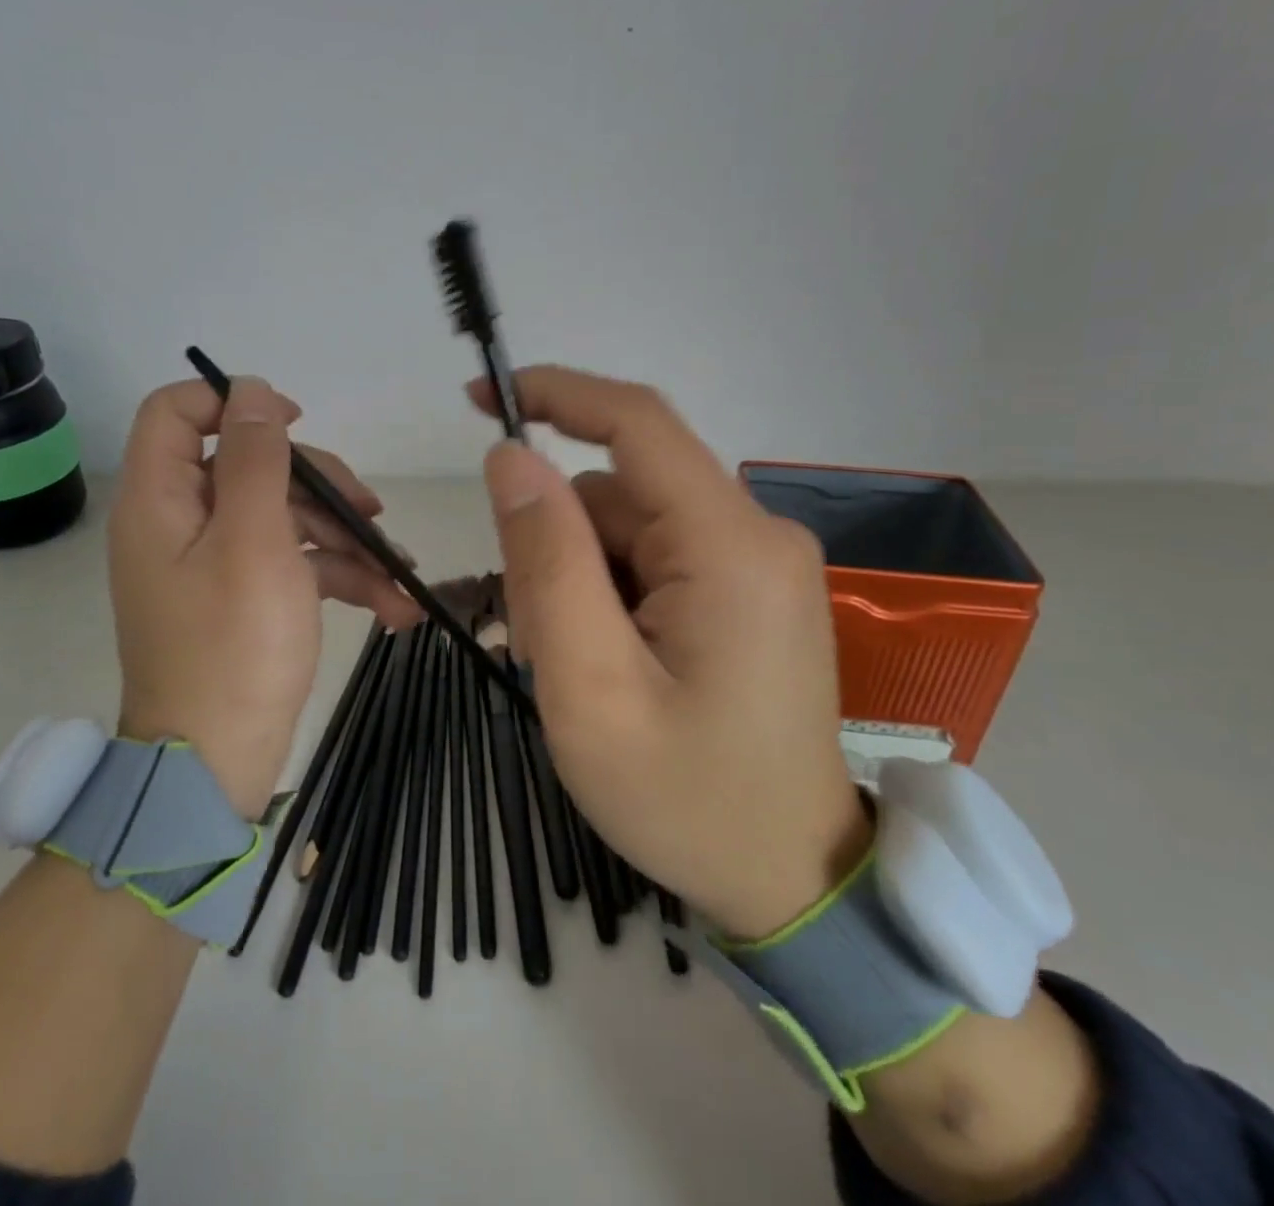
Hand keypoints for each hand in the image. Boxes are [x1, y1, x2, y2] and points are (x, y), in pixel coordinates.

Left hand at [108, 375, 421, 817]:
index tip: (297, 424)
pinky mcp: (245, 597)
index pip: (178, 412)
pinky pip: (294, 564)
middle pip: (253, 467)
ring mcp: (215, 563)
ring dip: (346, 540)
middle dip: (321, 486)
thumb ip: (257, 459)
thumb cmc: (234, 646)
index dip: (236, 403)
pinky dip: (340, 577)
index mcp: (163, 500)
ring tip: (398, 573)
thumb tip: (251, 389)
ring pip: (286, 517)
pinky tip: (392, 607)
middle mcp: (182, 523)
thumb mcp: (254, 540)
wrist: (216, 765)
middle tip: (372, 513)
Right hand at [474, 367, 871, 937]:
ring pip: (631, 530)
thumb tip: (511, 458)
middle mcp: (757, 534)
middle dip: (557, 547)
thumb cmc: (687, 800)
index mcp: (729, 547)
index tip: (479, 400)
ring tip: (575, 670)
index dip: (556, 394)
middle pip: (621, 494)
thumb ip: (547, 563)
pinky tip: (609, 664)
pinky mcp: (751, 590)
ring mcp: (759, 563)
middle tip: (534, 641)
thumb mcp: (590, 688)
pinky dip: (612, 596)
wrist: (794, 880)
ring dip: (580, 581)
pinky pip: (658, 559)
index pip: (637, 423)